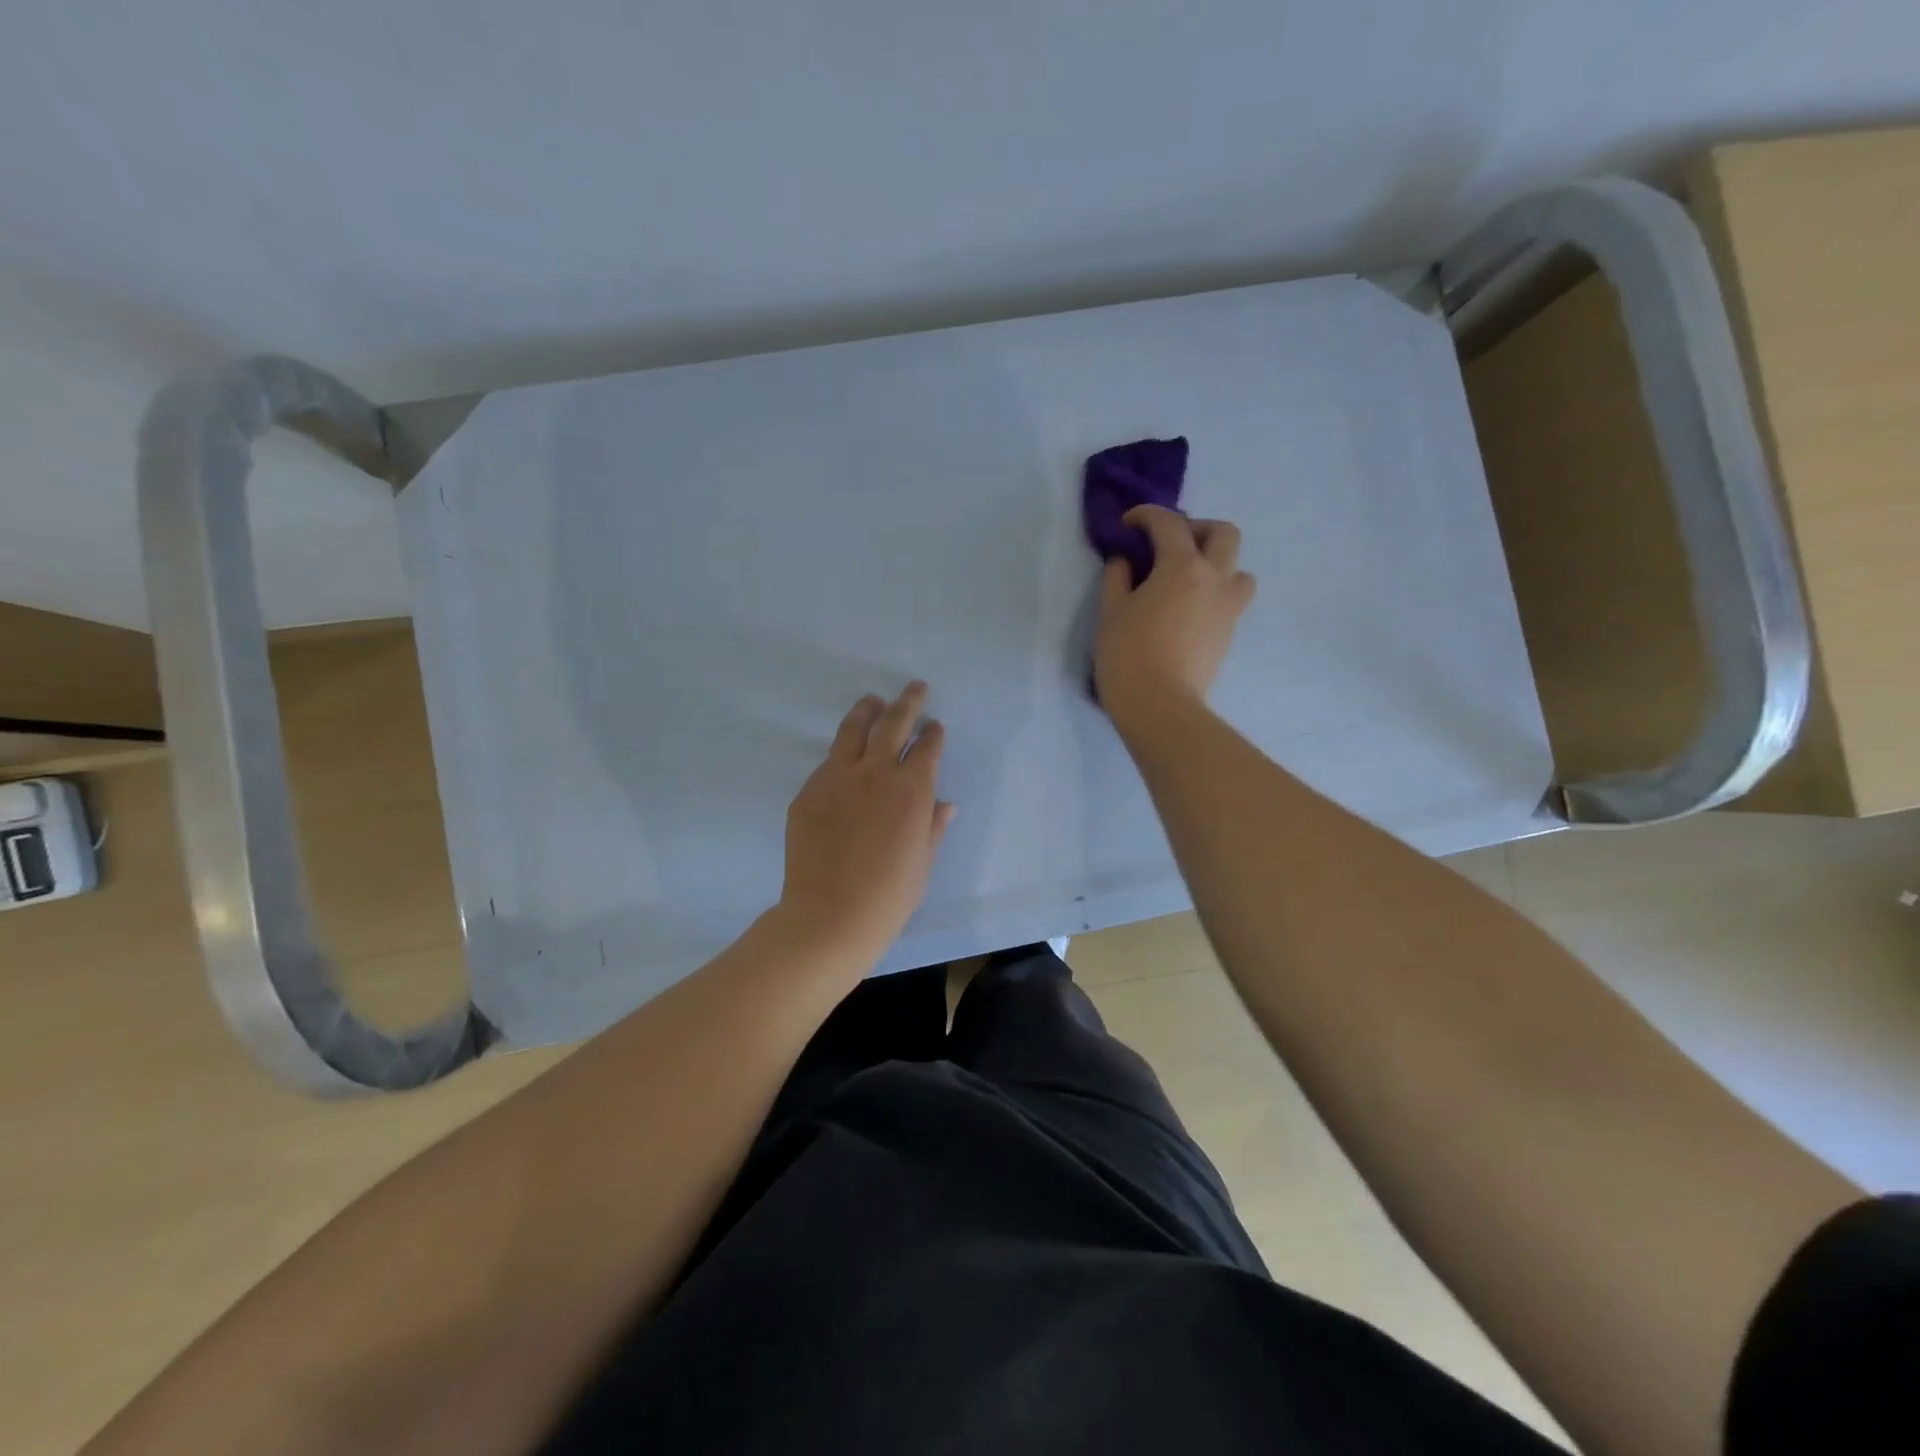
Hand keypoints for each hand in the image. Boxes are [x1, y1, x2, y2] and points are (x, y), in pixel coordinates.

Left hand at [775, 681, 955, 968]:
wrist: (830, 915)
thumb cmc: (889, 896)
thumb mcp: (922, 862)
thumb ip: (933, 826)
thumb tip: (944, 804)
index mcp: (912, 789)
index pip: (927, 747)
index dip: (933, 733)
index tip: (935, 726)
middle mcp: (876, 773)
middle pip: (894, 723)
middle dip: (908, 702)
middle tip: (915, 688)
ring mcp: (837, 778)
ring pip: (854, 730)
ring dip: (868, 710)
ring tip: (874, 701)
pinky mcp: (809, 791)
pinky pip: (829, 761)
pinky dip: (843, 752)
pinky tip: (846, 756)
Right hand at [1093, 505, 1255, 736]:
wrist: (1160, 706)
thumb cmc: (1128, 655)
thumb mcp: (1110, 612)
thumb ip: (1117, 577)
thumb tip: (1124, 560)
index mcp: (1182, 567)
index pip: (1169, 523)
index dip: (1146, 515)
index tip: (1128, 525)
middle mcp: (1215, 579)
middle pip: (1223, 533)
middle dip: (1196, 529)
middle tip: (1169, 546)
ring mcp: (1228, 608)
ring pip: (1238, 569)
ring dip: (1217, 565)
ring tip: (1187, 582)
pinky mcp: (1229, 634)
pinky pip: (1231, 600)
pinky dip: (1213, 594)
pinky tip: (1187, 612)